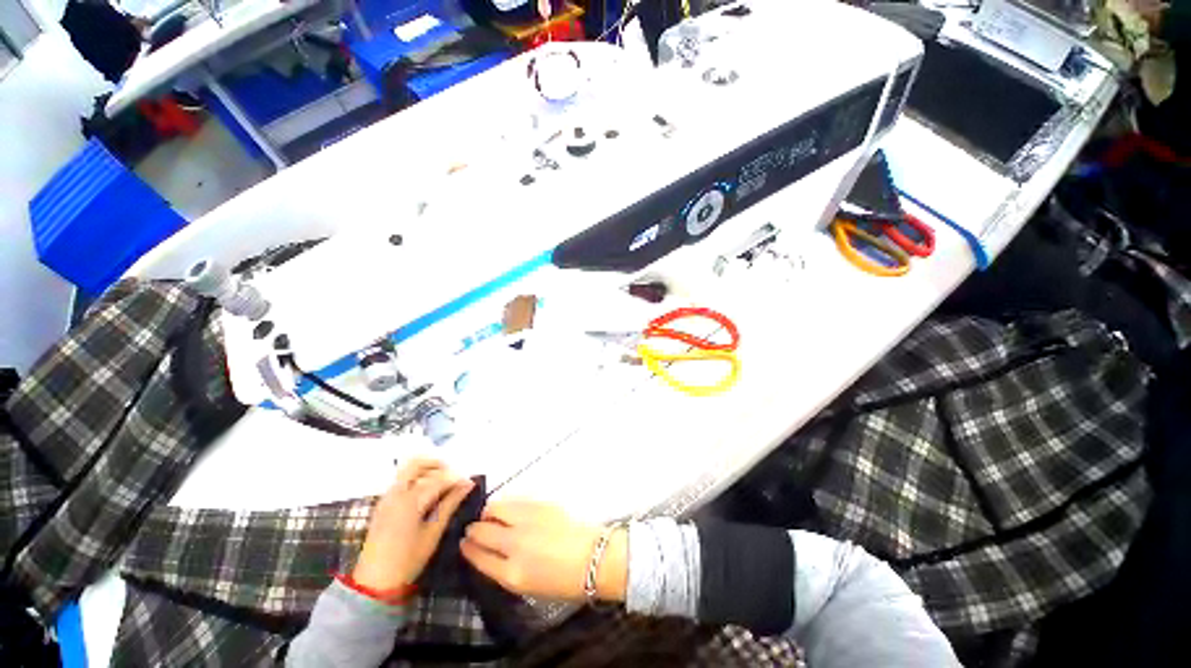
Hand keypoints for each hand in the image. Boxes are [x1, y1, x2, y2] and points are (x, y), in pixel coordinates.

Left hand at [352, 459, 474, 594]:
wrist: (373, 583)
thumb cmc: (408, 560)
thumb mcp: (433, 532)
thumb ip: (450, 504)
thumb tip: (468, 484)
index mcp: (410, 501)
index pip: (439, 479)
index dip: (456, 478)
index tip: (469, 483)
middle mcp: (396, 493)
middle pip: (417, 463)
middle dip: (437, 464)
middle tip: (453, 475)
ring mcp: (386, 497)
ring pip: (407, 470)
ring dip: (426, 470)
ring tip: (442, 483)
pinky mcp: (382, 504)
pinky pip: (401, 481)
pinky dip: (416, 479)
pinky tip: (427, 493)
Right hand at [461, 500, 626, 601]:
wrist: (595, 557)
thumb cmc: (564, 581)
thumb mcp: (528, 587)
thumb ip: (505, 569)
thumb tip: (490, 553)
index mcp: (511, 573)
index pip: (478, 557)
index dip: (468, 549)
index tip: (463, 543)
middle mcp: (515, 543)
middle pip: (481, 531)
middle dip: (473, 529)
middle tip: (475, 528)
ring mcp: (528, 519)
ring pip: (495, 507)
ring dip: (489, 512)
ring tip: (492, 515)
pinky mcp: (540, 503)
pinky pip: (515, 499)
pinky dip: (507, 504)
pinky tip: (511, 508)